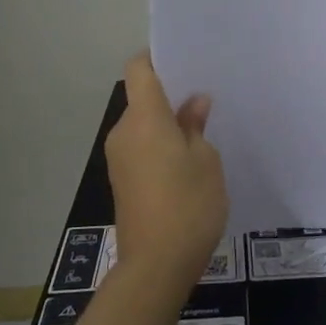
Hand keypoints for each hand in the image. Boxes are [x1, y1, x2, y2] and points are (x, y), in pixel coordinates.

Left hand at [105, 53, 228, 288]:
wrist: (156, 265)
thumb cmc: (188, 205)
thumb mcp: (206, 160)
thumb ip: (196, 126)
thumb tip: (193, 103)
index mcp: (143, 118)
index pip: (138, 69)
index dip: (156, 58)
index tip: (183, 62)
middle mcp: (123, 132)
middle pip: (141, 99)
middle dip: (169, 97)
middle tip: (205, 101)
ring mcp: (119, 159)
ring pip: (142, 126)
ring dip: (166, 125)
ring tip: (201, 133)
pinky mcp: (122, 182)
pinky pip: (140, 149)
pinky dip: (159, 147)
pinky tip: (187, 162)